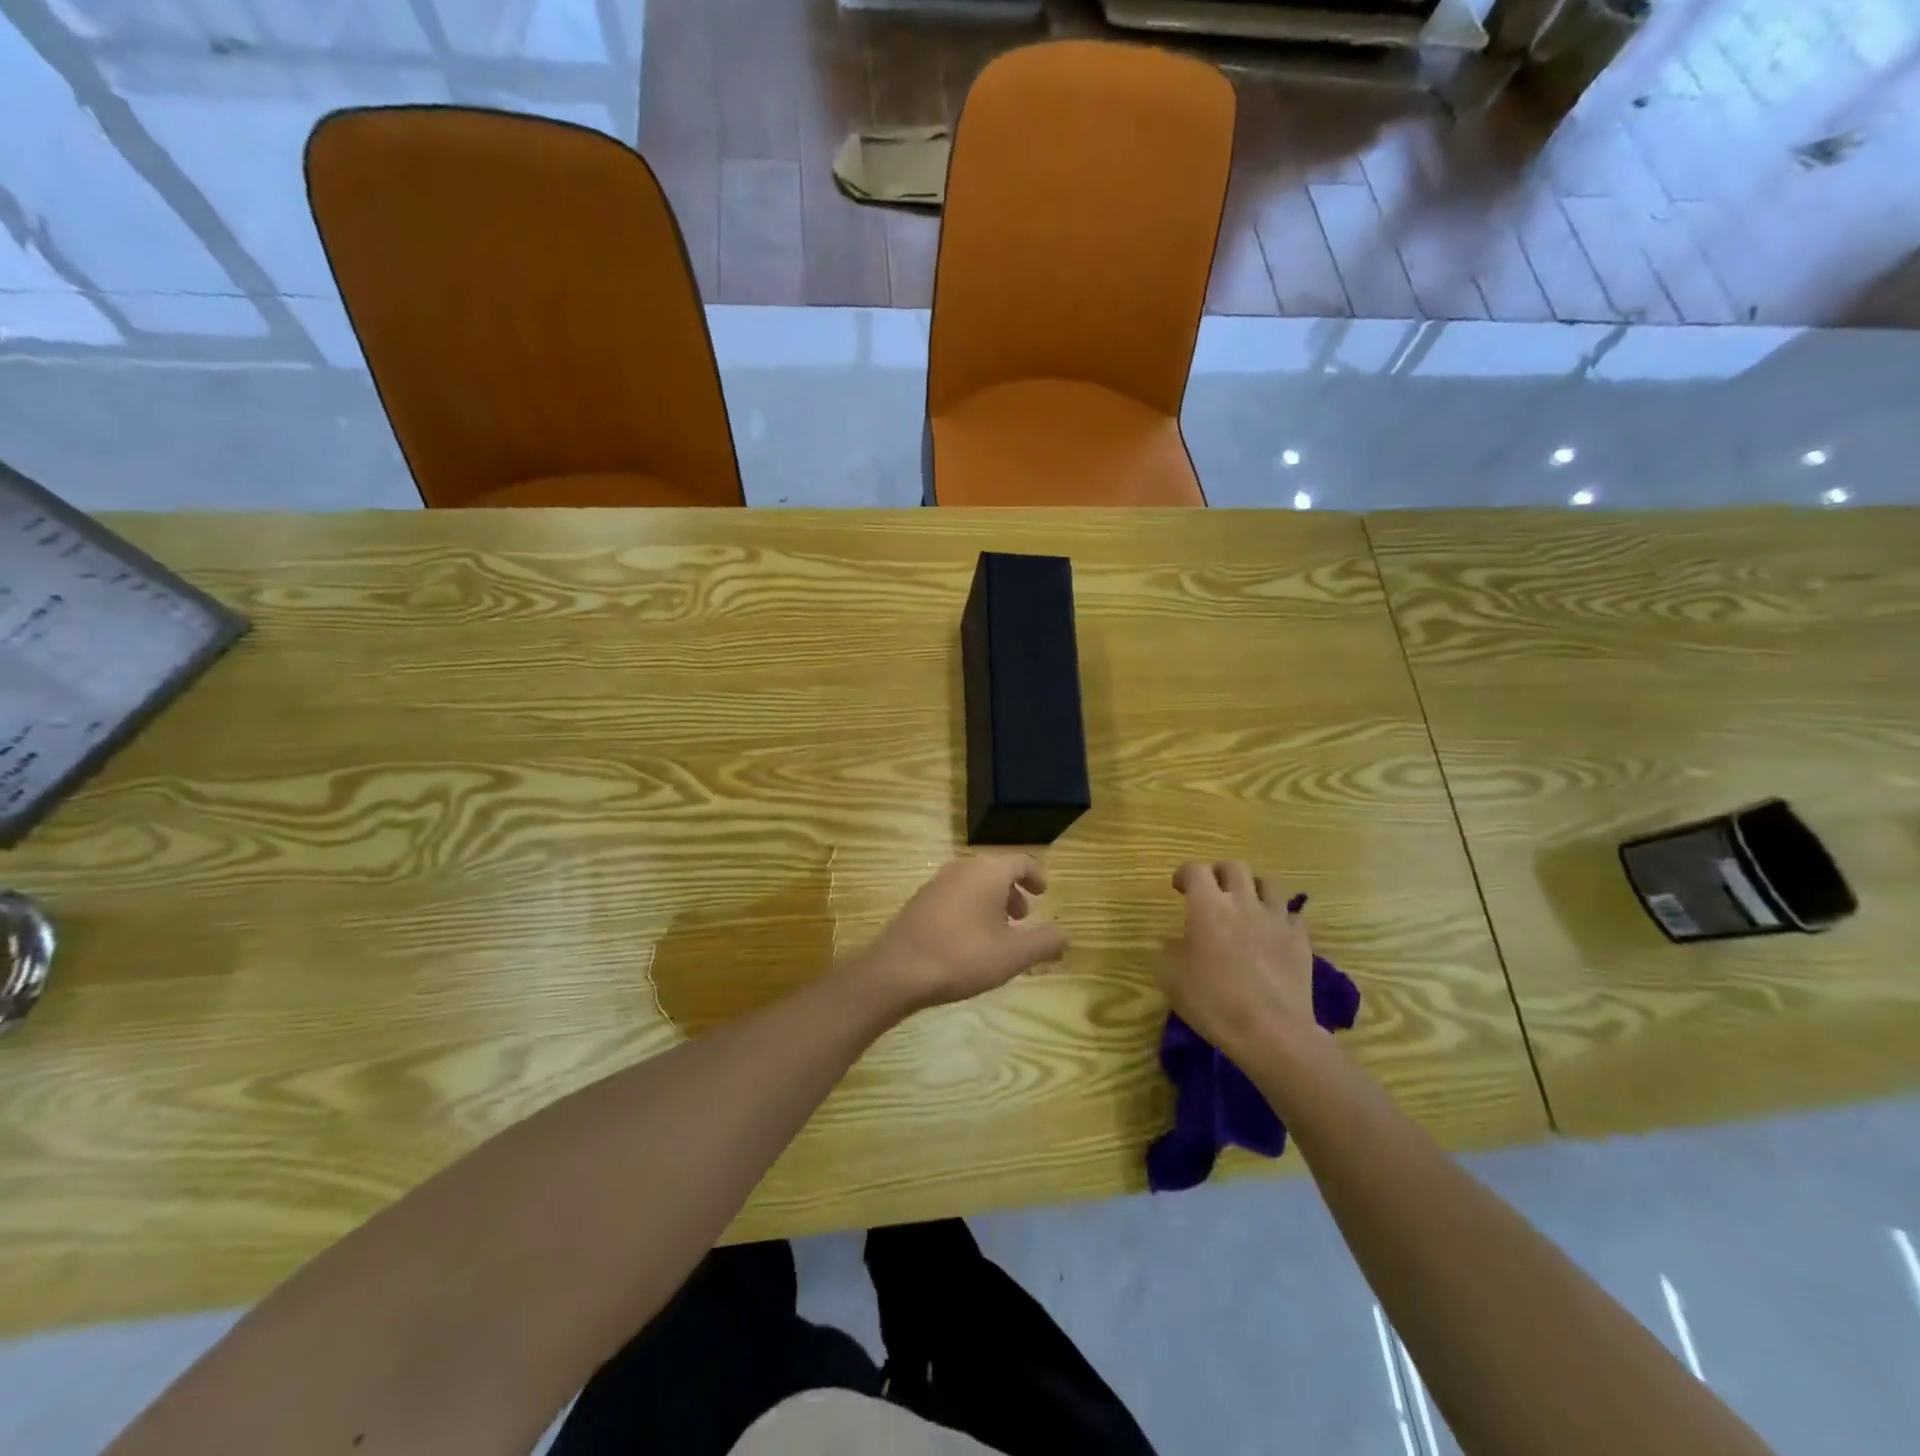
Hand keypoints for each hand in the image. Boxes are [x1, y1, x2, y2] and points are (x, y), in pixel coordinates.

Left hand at [854, 854, 1068, 1013]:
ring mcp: (937, 882)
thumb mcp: (1013, 955)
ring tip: (998, 933)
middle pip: (997, 870)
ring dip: (992, 901)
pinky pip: (955, 895)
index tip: (1043, 894)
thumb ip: (1045, 942)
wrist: (898, 970)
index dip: (1036, 877)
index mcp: (988, 871)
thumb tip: (1065, 935)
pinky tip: (968, 939)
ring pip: (974, 883)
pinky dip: (971, 907)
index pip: (1021, 862)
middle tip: (1023, 918)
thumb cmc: (963, 956)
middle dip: (1013, 892)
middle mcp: (962, 867)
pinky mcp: (920, 900)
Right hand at [1162, 860, 1318, 1056]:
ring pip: (1269, 883)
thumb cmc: (1213, 1001)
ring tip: (1246, 905)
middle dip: (1219, 873)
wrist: (1271, 1031)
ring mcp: (1276, 919)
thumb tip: (1171, 943)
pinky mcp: (1300, 940)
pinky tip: (1272, 933)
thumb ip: (1167, 952)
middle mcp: (1242, 902)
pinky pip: (1291, 915)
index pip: (1195, 870)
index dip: (1184, 873)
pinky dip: (1279, 917)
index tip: (1179, 887)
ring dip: (1254, 888)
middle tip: (1212, 891)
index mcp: (1207, 906)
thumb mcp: (1171, 979)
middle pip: (1234, 867)